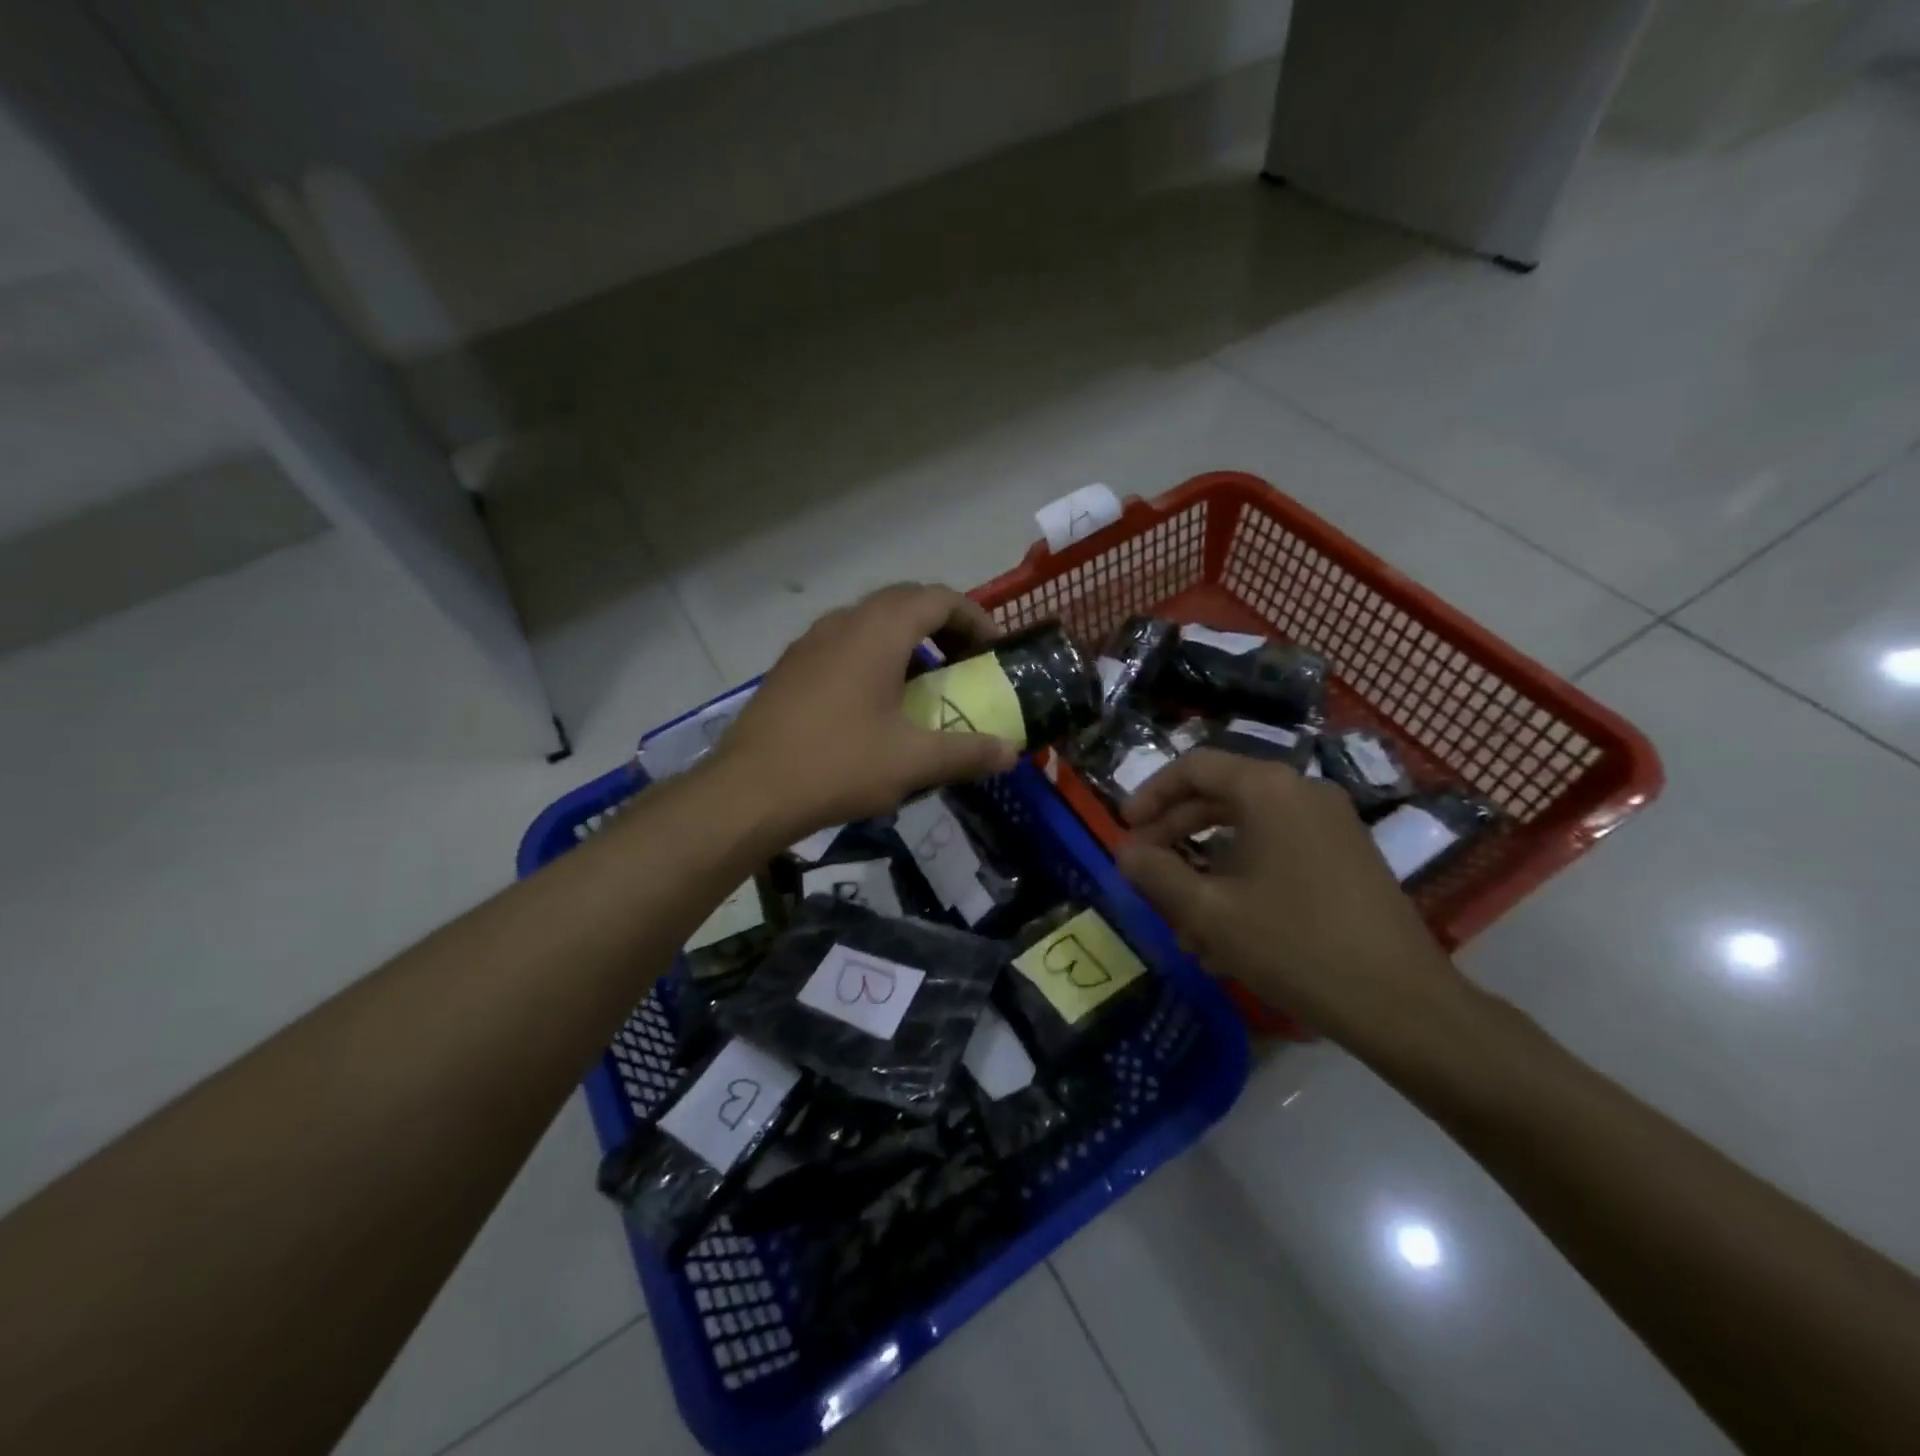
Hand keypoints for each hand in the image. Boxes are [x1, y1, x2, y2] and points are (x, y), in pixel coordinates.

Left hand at [712, 583, 1019, 841]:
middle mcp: (843, 622)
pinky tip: (875, 705)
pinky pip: (843, 645)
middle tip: (965, 664)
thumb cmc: (838, 766)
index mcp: (878, 631)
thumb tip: (1010, 753)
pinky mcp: (790, 667)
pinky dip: (873, 657)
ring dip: (906, 642)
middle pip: (904, 603)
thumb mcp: (913, 762)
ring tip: (924, 684)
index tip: (993, 651)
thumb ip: (968, 753)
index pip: (938, 598)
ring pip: (870, 623)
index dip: (974, 618)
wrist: (748, 792)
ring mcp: (810, 642)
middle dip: (942, 626)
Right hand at [1115, 749, 1463, 1044]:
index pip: (1194, 767)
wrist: (1402, 1004)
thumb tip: (1125, 852)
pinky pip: (1279, 853)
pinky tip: (1224, 933)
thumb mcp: (1210, 912)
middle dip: (1175, 833)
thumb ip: (1158, 874)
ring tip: (1180, 921)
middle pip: (1220, 796)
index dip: (1151, 795)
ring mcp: (1331, 826)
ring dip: (1207, 867)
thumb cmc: (1294, 946)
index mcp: (1268, 790)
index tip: (1125, 830)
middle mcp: (1302, 793)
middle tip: (1144, 868)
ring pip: (1248, 831)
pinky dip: (1243, 878)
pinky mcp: (1347, 859)